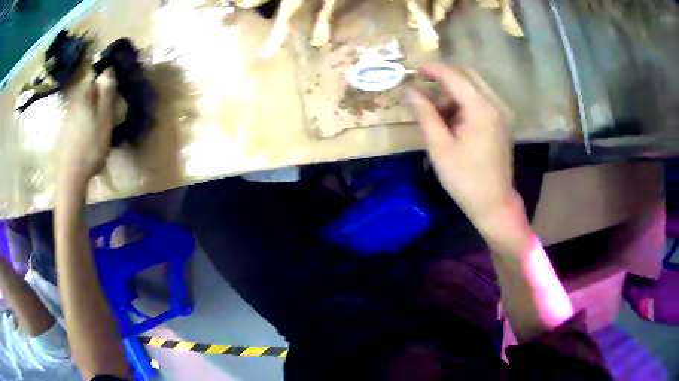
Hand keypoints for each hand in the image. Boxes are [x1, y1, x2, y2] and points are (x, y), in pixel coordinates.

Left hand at [58, 69, 117, 189]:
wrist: (71, 178)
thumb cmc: (91, 147)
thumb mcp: (104, 120)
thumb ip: (106, 94)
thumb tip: (108, 69)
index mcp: (84, 98)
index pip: (94, 77)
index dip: (104, 78)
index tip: (113, 86)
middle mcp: (73, 105)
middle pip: (87, 93)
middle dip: (97, 95)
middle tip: (108, 107)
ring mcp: (66, 120)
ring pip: (81, 107)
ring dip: (90, 109)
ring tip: (98, 124)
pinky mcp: (63, 135)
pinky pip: (76, 120)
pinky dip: (83, 122)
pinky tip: (87, 135)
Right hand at [411, 63, 520, 234]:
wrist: (494, 204)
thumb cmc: (465, 180)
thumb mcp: (440, 148)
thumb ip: (426, 115)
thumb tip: (410, 92)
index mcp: (481, 110)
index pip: (455, 77)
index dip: (433, 69)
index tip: (414, 68)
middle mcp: (496, 105)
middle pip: (468, 76)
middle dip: (445, 78)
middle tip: (424, 89)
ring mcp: (502, 113)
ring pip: (475, 87)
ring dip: (454, 91)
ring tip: (436, 111)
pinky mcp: (502, 122)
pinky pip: (482, 100)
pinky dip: (464, 101)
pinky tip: (453, 118)